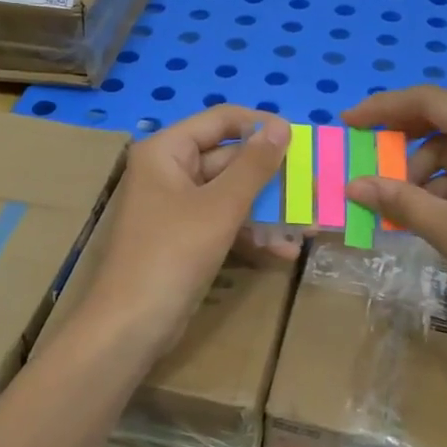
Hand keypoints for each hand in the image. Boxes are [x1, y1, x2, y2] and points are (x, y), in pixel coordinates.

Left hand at [78, 106, 290, 358]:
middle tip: (315, 188)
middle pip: (229, 159)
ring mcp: (177, 207)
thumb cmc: (172, 254)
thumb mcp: (220, 207)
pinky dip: (252, 233)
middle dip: (272, 178)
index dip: (261, 126)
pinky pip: (224, 223)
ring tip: (310, 225)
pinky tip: (284, 251)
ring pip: (231, 195)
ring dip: (269, 210)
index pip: (221, 120)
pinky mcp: (185, 238)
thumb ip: (253, 166)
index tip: (301, 141)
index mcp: (167, 151)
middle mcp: (169, 171)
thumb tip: (282, 126)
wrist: (131, 327)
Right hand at [341, 86, 446, 361]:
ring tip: (393, 206)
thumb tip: (354, 185)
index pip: (431, 102)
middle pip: (444, 122)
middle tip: (364, 159)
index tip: (349, 122)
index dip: (385, 107)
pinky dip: (442, 190)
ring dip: (420, 172)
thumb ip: (401, 202)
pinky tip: (421, 216)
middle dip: (401, 139)